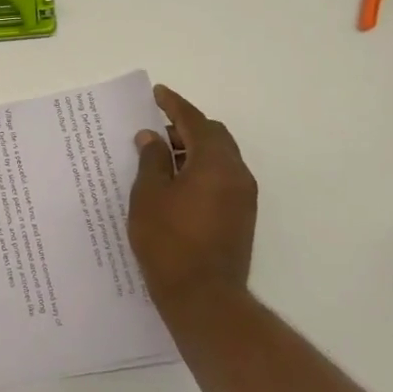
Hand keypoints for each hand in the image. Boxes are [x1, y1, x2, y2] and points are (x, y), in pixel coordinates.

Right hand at [128, 84, 258, 308]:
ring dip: (193, 150)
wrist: (204, 298)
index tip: (157, 93)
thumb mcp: (149, 196)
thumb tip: (152, 138)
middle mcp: (237, 174)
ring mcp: (243, 197)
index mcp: (216, 163)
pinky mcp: (241, 217)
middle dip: (185, 127)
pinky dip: (201, 169)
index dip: (174, 105)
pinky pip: (221, 178)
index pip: (195, 122)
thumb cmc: (169, 242)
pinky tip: (176, 183)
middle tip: (155, 130)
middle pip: (214, 136)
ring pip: (219, 158)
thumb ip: (152, 160)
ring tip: (161, 158)